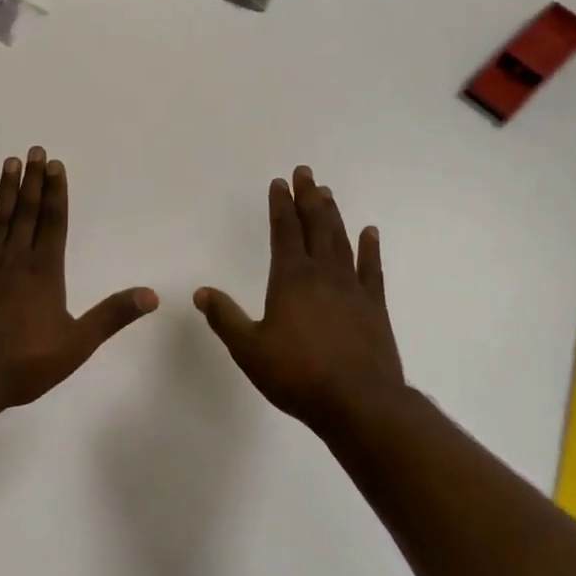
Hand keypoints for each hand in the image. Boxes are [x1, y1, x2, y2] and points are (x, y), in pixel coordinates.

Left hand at [0, 147, 157, 413]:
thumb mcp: (76, 345)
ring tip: (10, 162)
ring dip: (5, 191)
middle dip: (33, 181)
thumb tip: (151, 295)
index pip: (53, 224)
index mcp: (44, 274)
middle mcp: (15, 262)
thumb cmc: (22, 365)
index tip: (56, 165)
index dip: (56, 193)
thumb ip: (112, 316)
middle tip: (35, 150)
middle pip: (27, 214)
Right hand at [195, 166, 406, 430]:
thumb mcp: (249, 349)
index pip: (284, 232)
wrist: (359, 402)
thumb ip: (225, 318)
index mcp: (291, 279)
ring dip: (333, 214)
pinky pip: (371, 268)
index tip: (280, 182)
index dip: (281, 205)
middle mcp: (322, 274)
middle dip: (308, 197)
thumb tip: (200, 292)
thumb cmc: (298, 375)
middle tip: (306, 172)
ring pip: (341, 240)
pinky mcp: (374, 306)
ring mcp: (352, 288)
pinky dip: (369, 248)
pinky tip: (369, 232)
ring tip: (327, 193)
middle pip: (315, 226)